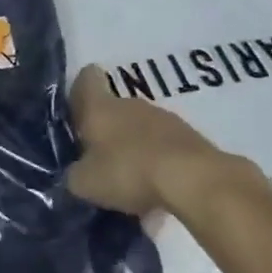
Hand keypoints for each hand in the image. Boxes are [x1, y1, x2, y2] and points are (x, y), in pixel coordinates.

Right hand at [65, 65, 270, 218]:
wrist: (196, 181)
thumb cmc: (129, 171)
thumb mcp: (86, 182)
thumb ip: (75, 175)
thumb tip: (76, 174)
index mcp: (99, 106)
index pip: (86, 79)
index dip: (79, 90)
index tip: (77, 111)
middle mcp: (131, 104)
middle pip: (114, 109)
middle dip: (107, 132)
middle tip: (100, 162)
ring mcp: (166, 120)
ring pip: (142, 130)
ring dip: (135, 150)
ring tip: (132, 184)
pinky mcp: (194, 140)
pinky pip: (167, 149)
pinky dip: (160, 166)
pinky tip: (159, 193)